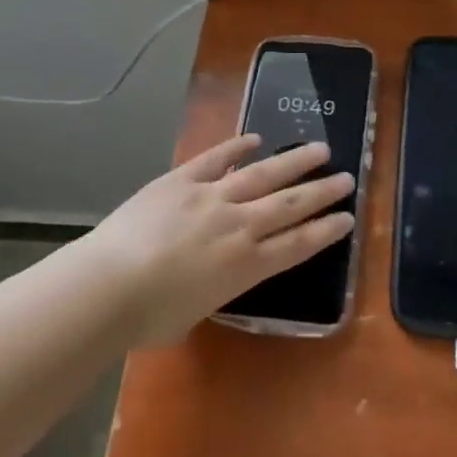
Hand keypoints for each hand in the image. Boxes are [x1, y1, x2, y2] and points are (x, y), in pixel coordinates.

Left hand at [80, 134, 355, 344]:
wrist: (108, 287)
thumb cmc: (147, 318)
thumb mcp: (192, 315)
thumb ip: (210, 292)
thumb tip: (206, 281)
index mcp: (245, 267)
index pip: (297, 245)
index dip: (325, 231)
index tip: (348, 218)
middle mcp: (238, 227)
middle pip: (289, 205)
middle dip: (321, 192)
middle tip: (347, 178)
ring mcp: (212, 197)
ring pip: (263, 175)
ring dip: (294, 161)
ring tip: (320, 149)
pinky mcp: (183, 180)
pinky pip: (216, 158)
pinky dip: (237, 147)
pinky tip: (256, 138)